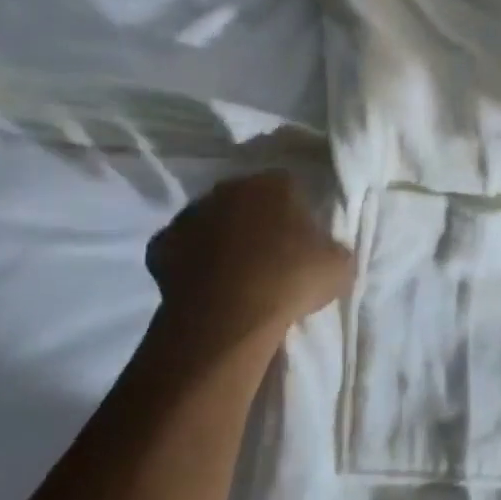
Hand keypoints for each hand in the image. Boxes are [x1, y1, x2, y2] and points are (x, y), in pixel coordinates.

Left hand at [145, 170, 353, 354]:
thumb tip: (327, 253)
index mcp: (274, 183)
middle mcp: (230, 188)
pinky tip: (203, 286)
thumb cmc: (290, 280)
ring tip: (234, 275)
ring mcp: (191, 214)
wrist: (228, 316)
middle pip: (246, 200)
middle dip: (255, 221)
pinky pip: (181, 250)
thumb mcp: (338, 266)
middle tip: (268, 257)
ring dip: (220, 239)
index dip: (295, 213)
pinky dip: (189, 263)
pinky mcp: (162, 245)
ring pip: (211, 222)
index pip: (289, 188)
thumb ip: (333, 250)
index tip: (301, 242)